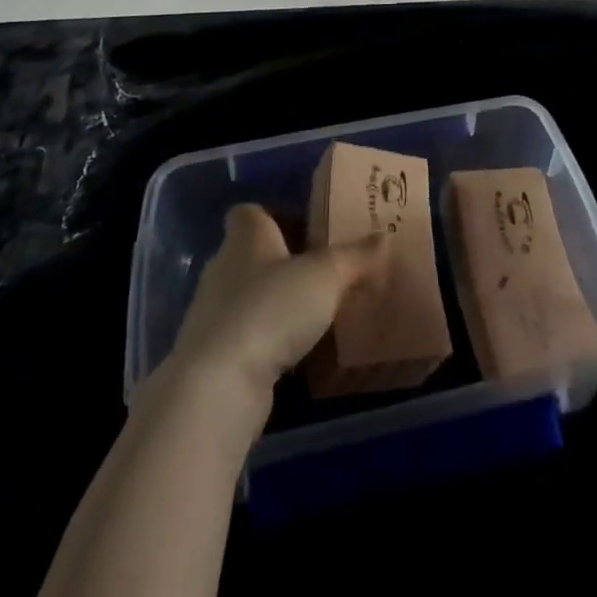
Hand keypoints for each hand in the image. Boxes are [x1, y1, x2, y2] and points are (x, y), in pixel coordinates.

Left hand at [156, 204, 388, 438]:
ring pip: (247, 297)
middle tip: (320, 272)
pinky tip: (293, 354)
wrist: (218, 384)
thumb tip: (384, 236)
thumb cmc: (272, 308)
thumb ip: (355, 256)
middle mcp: (223, 267)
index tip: (305, 229)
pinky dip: (265, 341)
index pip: (251, 212)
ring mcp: (212, 313)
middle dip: (281, 262)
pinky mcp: (212, 356)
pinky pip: (244, 336)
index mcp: (246, 236)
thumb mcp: (326, 276)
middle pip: (252, 254)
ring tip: (313, 315)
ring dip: (274, 304)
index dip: (275, 215)